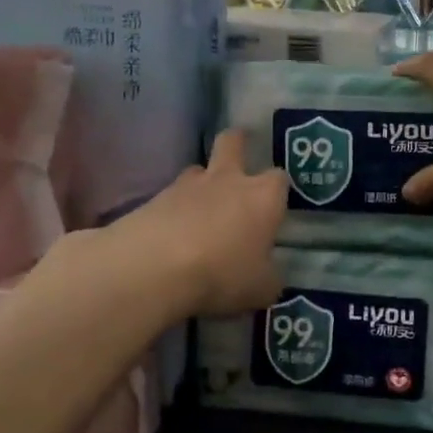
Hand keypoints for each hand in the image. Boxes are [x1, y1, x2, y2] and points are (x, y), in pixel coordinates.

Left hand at [114, 130, 286, 317]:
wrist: (154, 267)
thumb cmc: (222, 273)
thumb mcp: (259, 290)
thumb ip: (268, 278)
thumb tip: (268, 277)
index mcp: (262, 197)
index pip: (279, 178)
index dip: (278, 189)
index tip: (274, 205)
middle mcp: (227, 180)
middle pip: (233, 142)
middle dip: (238, 143)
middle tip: (237, 155)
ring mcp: (186, 186)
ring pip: (197, 169)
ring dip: (201, 183)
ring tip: (198, 209)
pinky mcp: (153, 199)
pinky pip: (169, 198)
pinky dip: (172, 211)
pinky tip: (170, 235)